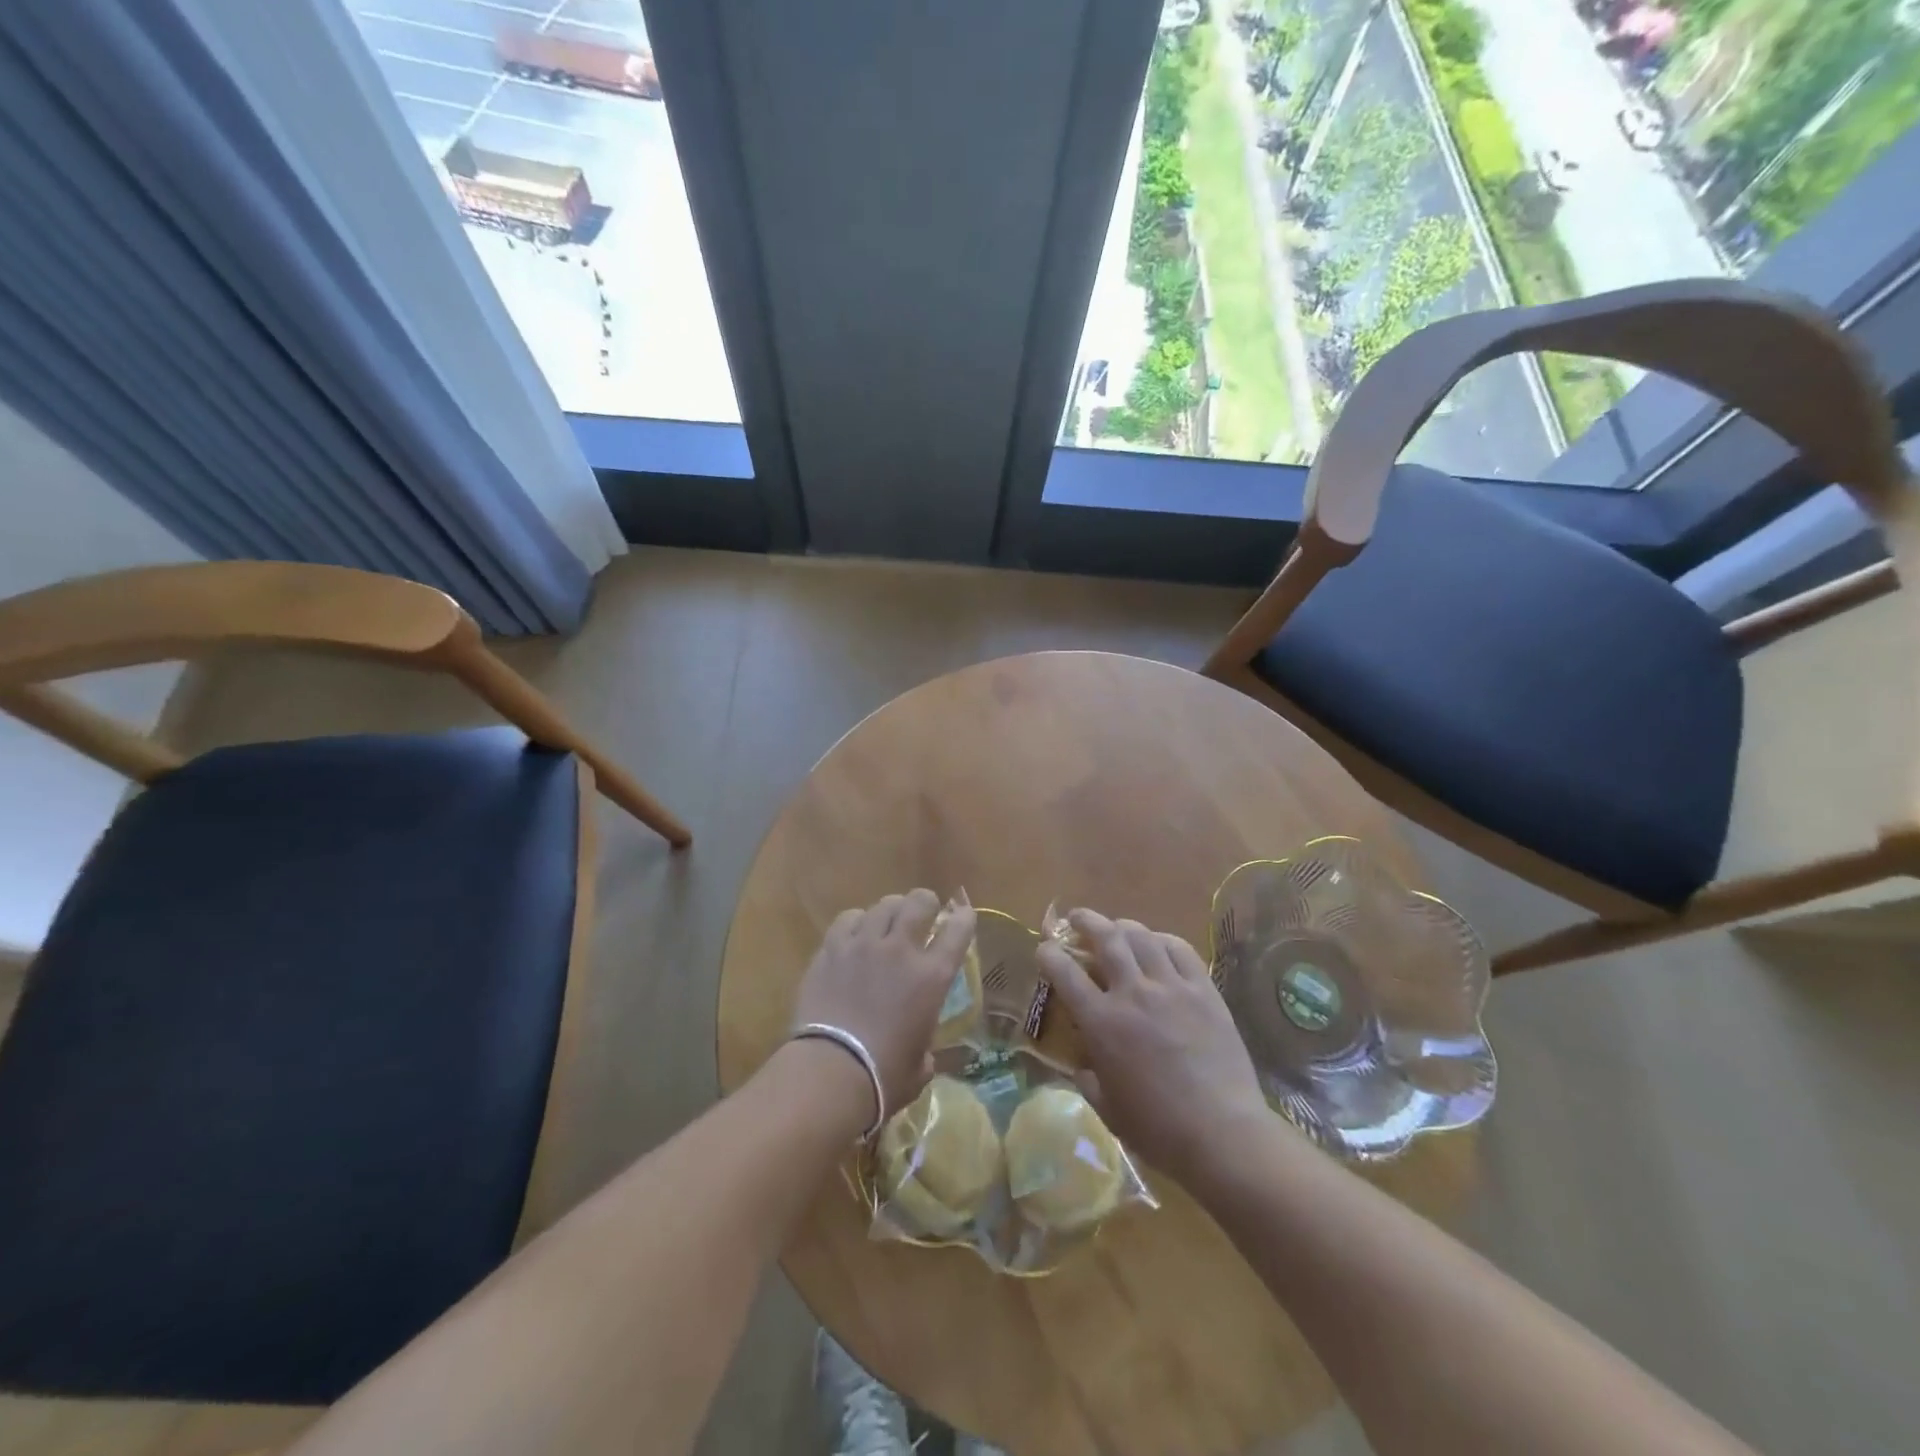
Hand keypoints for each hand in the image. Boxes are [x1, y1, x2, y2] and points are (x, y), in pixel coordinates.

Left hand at [791, 889, 976, 1125]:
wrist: (830, 1072)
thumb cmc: (883, 1078)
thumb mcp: (920, 1067)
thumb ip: (925, 1048)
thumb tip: (920, 1053)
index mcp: (932, 977)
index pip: (958, 930)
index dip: (964, 918)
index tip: (963, 916)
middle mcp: (901, 950)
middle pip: (919, 902)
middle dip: (926, 902)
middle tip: (924, 912)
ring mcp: (864, 945)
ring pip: (884, 905)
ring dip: (892, 910)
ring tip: (889, 921)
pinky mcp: (831, 949)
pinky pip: (849, 918)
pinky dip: (858, 921)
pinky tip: (856, 933)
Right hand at [1036, 909, 1273, 1186]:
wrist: (1222, 1134)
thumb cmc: (1157, 1130)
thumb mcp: (1107, 1108)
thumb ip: (1088, 1079)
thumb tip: (1083, 1065)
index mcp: (1101, 1022)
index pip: (1065, 972)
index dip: (1049, 955)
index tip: (1044, 948)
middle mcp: (1132, 993)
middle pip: (1105, 938)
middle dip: (1086, 921)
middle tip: (1078, 919)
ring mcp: (1171, 988)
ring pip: (1142, 936)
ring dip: (1123, 926)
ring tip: (1117, 928)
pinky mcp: (1204, 991)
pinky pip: (1181, 950)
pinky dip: (1163, 940)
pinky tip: (1158, 945)